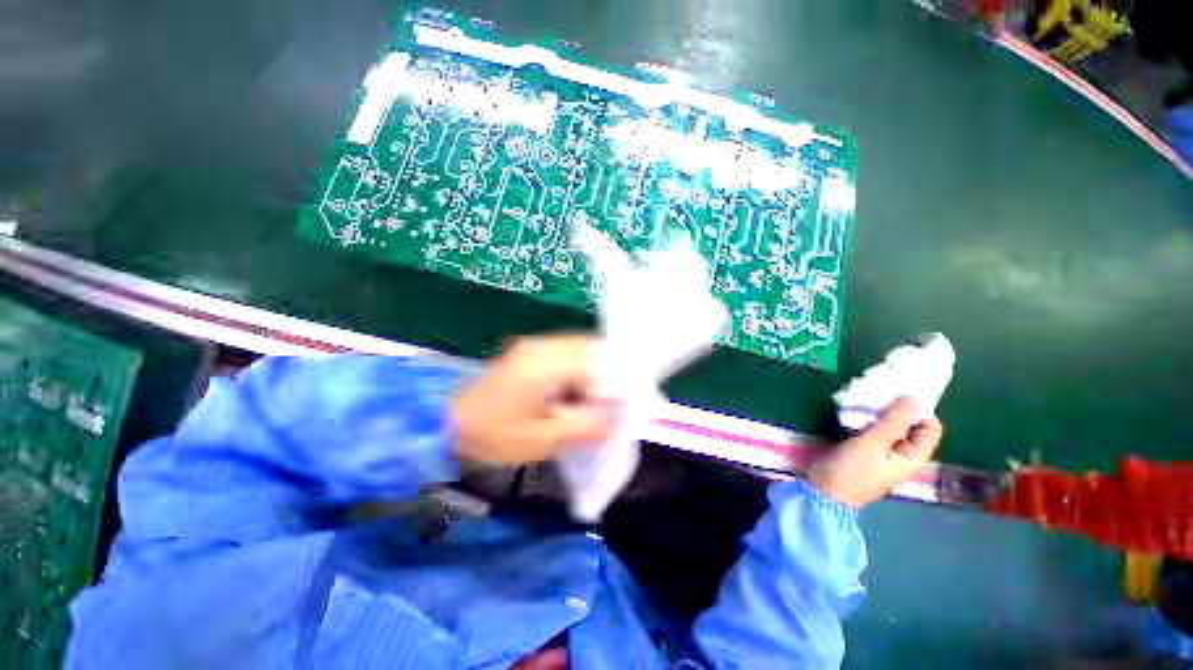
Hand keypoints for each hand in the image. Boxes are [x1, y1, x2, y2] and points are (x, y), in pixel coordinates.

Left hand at [451, 335, 620, 465]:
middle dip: (613, 374)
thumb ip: (587, 425)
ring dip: (599, 372)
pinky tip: (581, 392)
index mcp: (546, 362)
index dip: (622, 378)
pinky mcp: (533, 351)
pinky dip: (584, 371)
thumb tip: (622, 413)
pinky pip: (571, 354)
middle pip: (595, 348)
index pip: (601, 358)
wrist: (448, 423)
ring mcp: (537, 345)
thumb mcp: (544, 439)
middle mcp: (544, 344)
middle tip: (618, 403)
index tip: (630, 403)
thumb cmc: (494, 436)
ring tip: (601, 400)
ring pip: (585, 349)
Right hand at [806, 397, 943, 509]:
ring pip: (888, 424)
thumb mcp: (872, 444)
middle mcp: (902, 452)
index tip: (893, 398)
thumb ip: (894, 422)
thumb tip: (914, 397)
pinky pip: (871, 427)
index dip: (917, 410)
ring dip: (877, 412)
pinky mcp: (863, 447)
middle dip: (894, 408)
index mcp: (913, 456)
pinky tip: (851, 411)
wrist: (822, 491)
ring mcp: (881, 450)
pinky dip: (865, 418)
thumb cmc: (851, 471)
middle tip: (874, 397)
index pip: (930, 427)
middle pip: (909, 424)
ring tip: (859, 402)